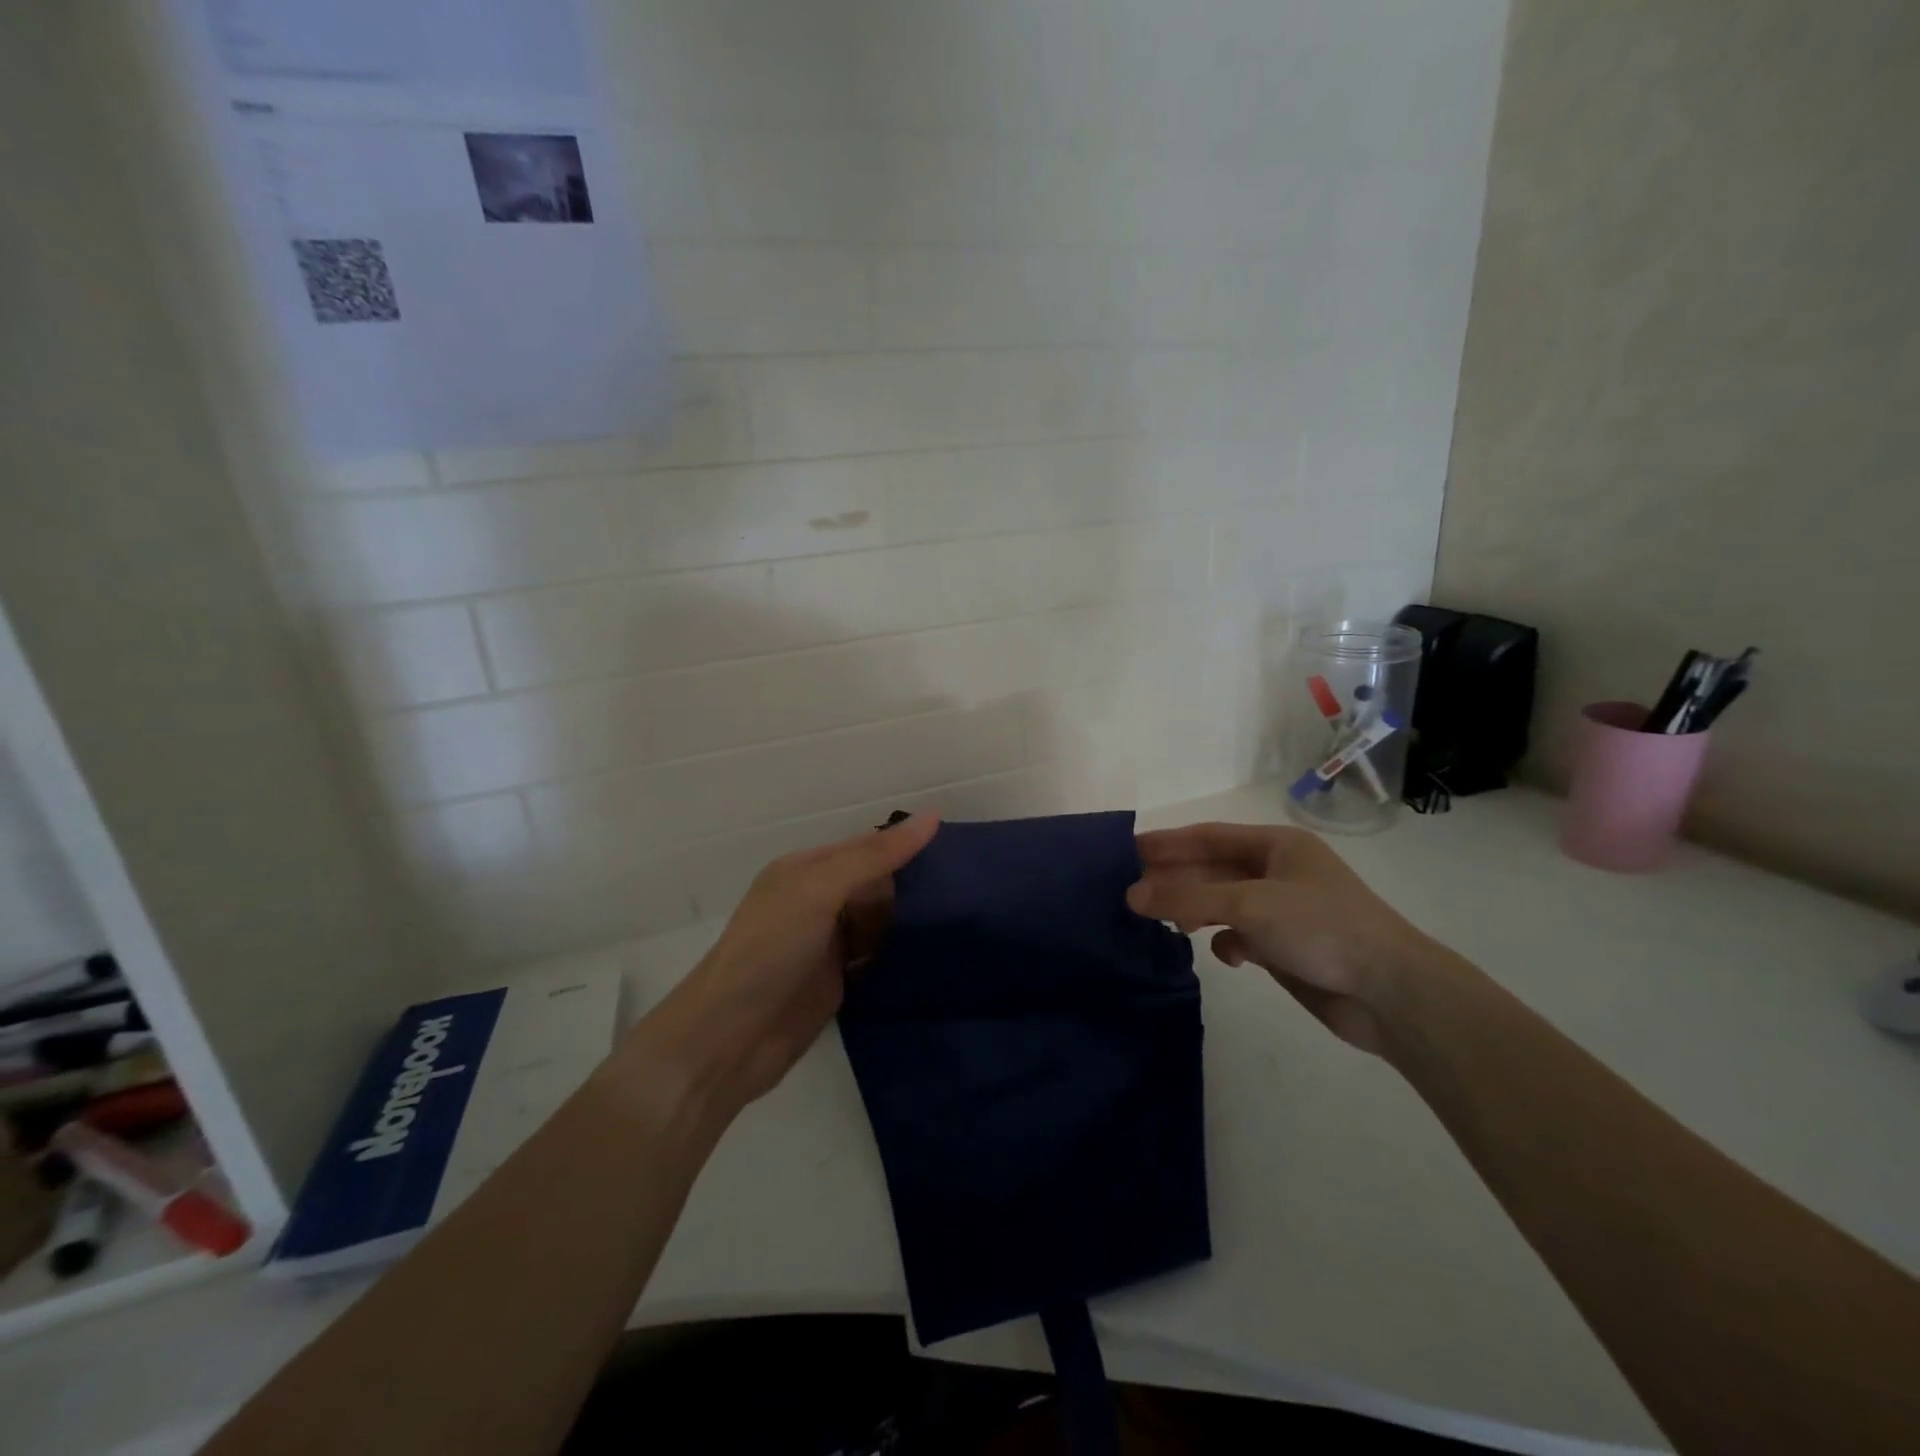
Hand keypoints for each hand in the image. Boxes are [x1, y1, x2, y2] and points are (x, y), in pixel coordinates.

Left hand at [608, 814, 939, 1126]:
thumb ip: (875, 856)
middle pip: (876, 883)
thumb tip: (932, 816)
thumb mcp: (821, 891)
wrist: (730, 1039)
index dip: (906, 845)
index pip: (866, 847)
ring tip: (967, 915)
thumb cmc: (771, 950)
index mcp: (806, 870)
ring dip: (912, 920)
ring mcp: (827, 942)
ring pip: (880, 920)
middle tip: (971, 887)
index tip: (959, 848)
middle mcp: (817, 901)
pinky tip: (937, 952)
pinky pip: (877, 955)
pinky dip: (901, 953)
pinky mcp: (838, 980)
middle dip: (914, 884)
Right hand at [1129, 822, 1446, 1055]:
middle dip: (1175, 880)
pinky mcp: (1287, 947)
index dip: (1167, 843)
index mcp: (1277, 845)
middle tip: (1130, 891)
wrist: (1392, 992)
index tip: (1127, 851)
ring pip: (1224, 904)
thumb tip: (1131, 895)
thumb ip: (1188, 898)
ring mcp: (1283, 910)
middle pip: (1213, 870)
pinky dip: (1227, 942)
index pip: (1208, 836)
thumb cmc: (1321, 928)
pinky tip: (1224, 954)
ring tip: (1159, 921)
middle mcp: (1278, 872)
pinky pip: (1242, 935)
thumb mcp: (1249, 904)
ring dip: (1195, 911)